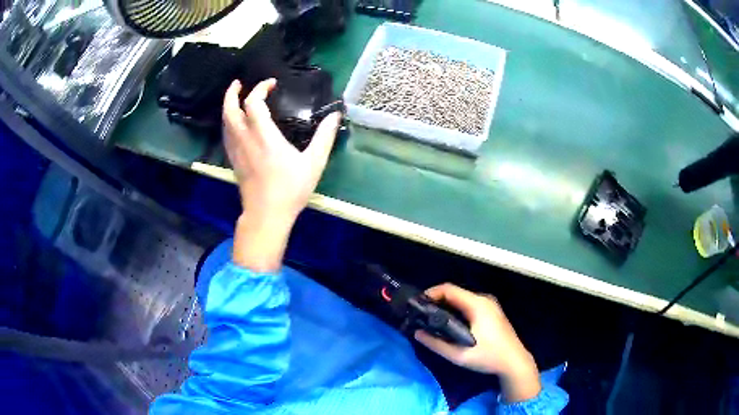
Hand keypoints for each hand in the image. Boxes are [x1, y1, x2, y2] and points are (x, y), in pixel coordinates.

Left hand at [223, 79, 341, 271]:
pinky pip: (227, 135)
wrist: (266, 215)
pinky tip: (236, 123)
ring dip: (228, 106)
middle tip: (239, 83)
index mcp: (264, 136)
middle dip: (232, 93)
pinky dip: (229, 122)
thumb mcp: (314, 163)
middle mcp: (245, 139)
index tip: (272, 84)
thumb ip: (324, 137)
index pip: (253, 103)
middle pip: (230, 110)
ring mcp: (236, 151)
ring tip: (235, 98)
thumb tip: (335, 116)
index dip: (260, 88)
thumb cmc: (290, 189)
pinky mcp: (233, 161)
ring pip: (225, 122)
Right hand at [414, 283, 541, 402]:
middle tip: (421, 314)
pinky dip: (456, 310)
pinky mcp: (491, 311)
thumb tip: (417, 333)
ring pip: (462, 299)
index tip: (417, 305)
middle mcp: (484, 299)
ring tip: (431, 319)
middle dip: (436, 301)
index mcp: (477, 305)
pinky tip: (449, 323)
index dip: (431, 293)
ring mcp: (490, 304)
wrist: (514, 362)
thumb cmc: (488, 357)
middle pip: (455, 293)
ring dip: (446, 306)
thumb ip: (436, 343)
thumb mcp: (459, 355)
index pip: (449, 289)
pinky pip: (469, 304)